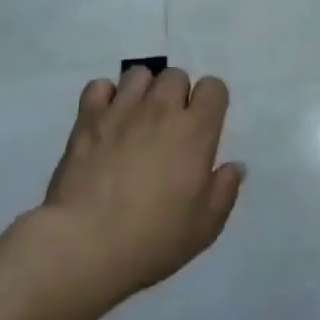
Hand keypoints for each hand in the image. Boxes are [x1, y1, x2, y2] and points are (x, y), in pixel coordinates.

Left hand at [40, 65, 244, 300]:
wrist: (85, 245)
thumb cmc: (153, 238)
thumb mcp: (205, 226)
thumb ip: (224, 190)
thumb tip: (235, 166)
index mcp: (195, 130)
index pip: (213, 87)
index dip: (211, 102)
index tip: (204, 126)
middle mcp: (161, 109)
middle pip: (175, 75)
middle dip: (177, 94)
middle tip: (170, 127)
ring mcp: (121, 110)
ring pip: (139, 74)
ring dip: (143, 91)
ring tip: (137, 119)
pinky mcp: (87, 119)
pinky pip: (99, 86)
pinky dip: (104, 98)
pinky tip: (106, 120)